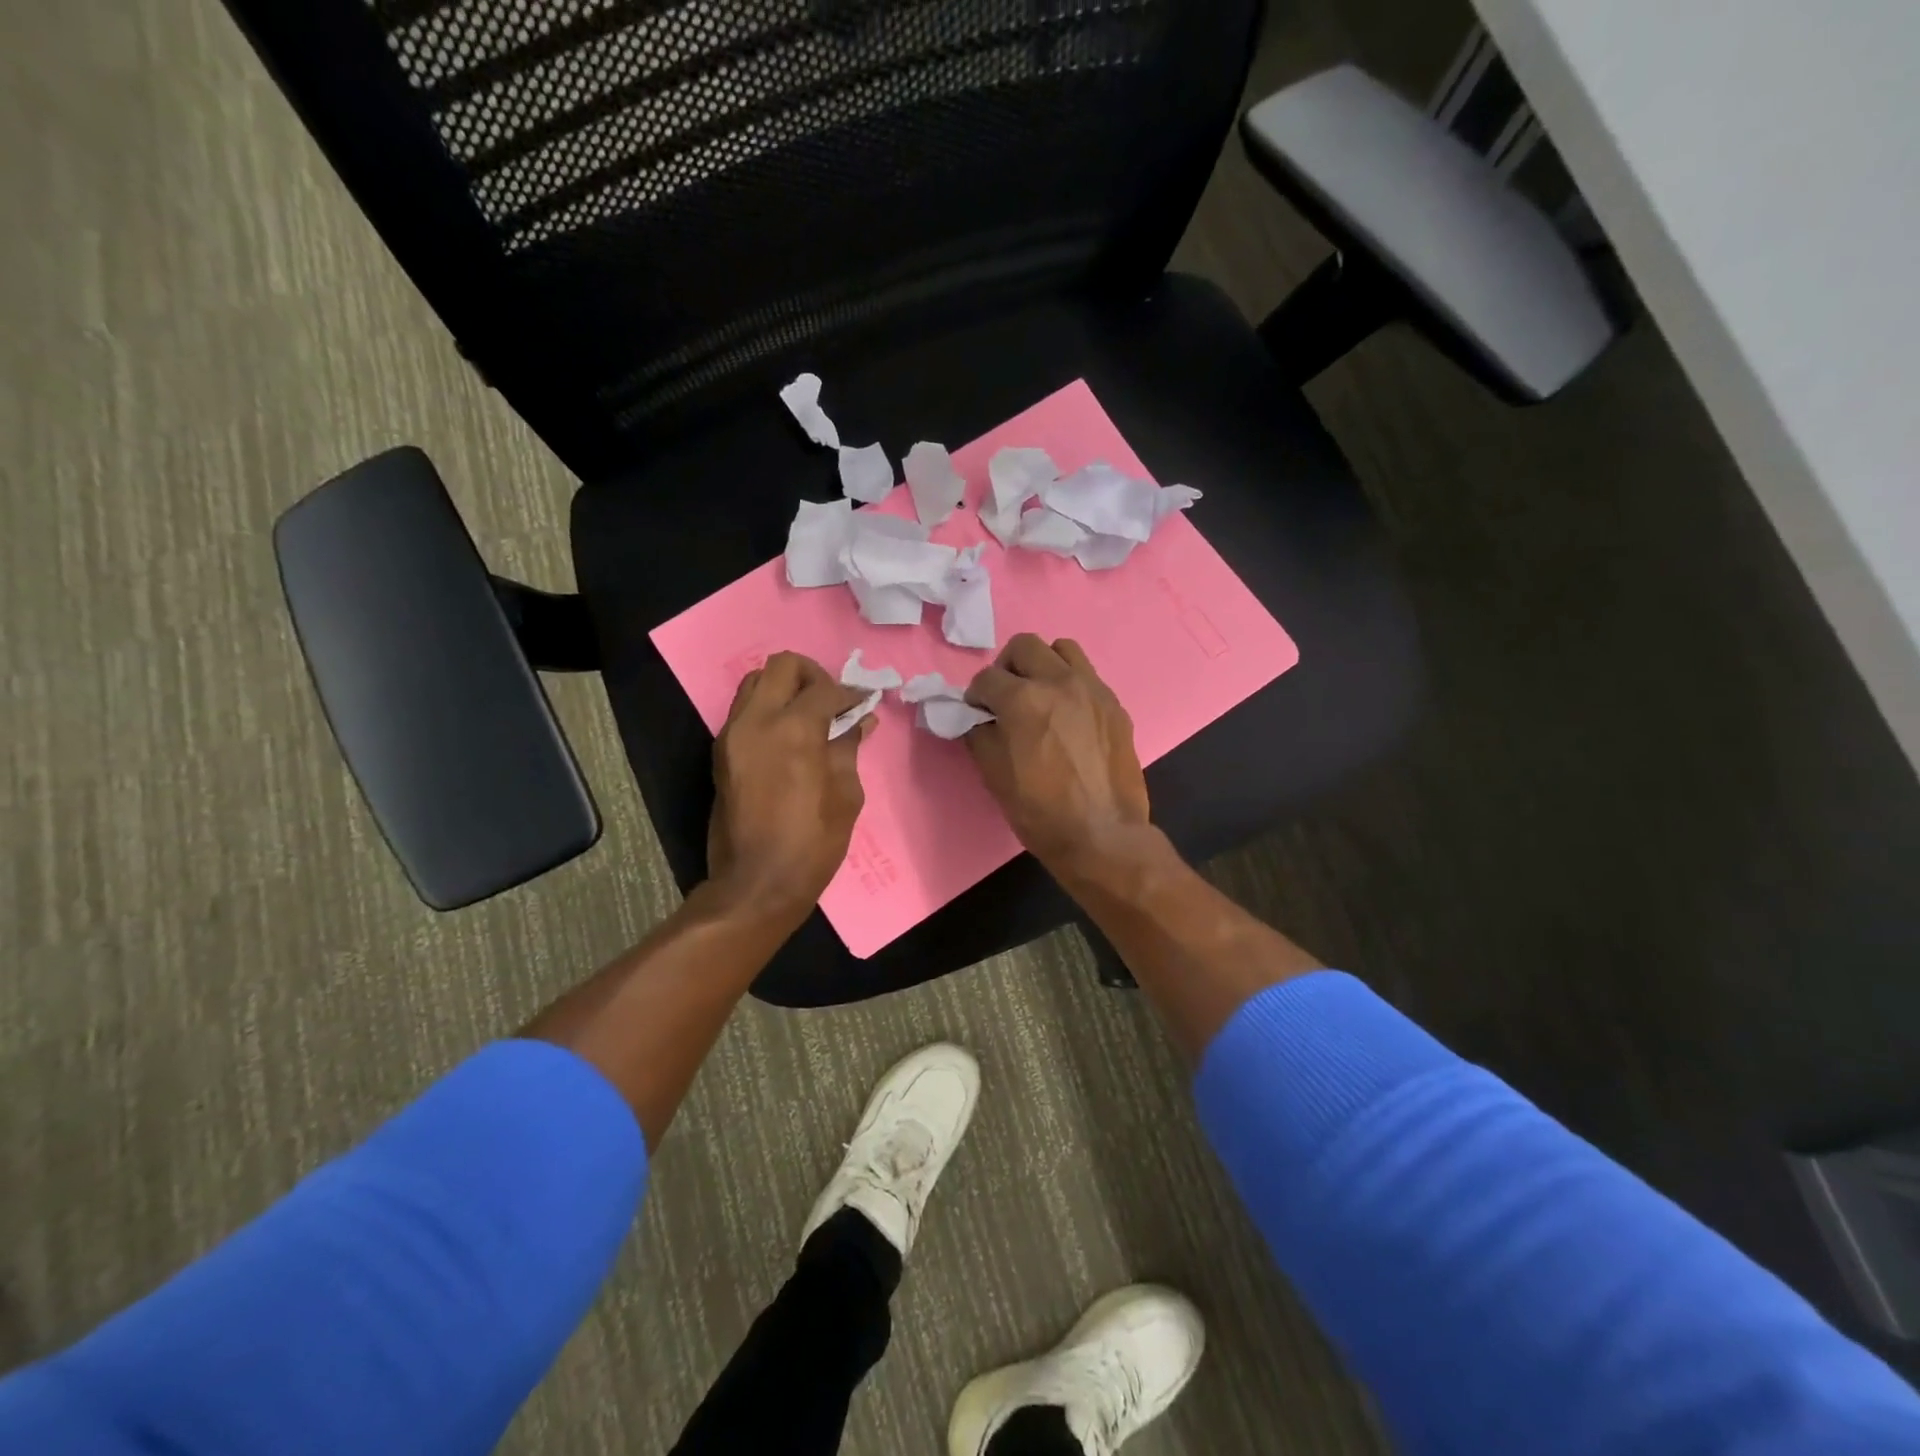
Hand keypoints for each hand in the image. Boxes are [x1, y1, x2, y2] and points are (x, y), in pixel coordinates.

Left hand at [708, 652, 874, 918]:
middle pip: (781, 666)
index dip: (850, 693)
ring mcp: (732, 735)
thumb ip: (848, 749)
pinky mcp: (721, 752)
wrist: (756, 883)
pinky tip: (790, 735)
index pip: (824, 688)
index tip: (864, 703)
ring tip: (809, 715)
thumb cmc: (812, 844)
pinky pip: (745, 710)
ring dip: (785, 689)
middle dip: (812, 675)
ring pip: (755, 683)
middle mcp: (756, 721)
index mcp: (793, 730)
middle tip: (831, 700)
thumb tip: (859, 721)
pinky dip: (768, 709)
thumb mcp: (845, 795)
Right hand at [964, 634, 1149, 870]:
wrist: (1102, 835)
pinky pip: (1087, 676)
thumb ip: (978, 735)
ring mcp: (1093, 690)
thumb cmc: (1040, 811)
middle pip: (1024, 646)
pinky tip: (1068, 716)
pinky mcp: (1114, 705)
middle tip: (1006, 697)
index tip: (977, 712)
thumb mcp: (993, 775)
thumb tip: (976, 718)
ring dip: (1043, 665)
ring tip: (1040, 695)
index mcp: (1023, 699)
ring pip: (1062, 650)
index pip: (986, 678)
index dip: (975, 696)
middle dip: (1007, 668)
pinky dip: (1070, 685)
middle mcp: (1059, 682)